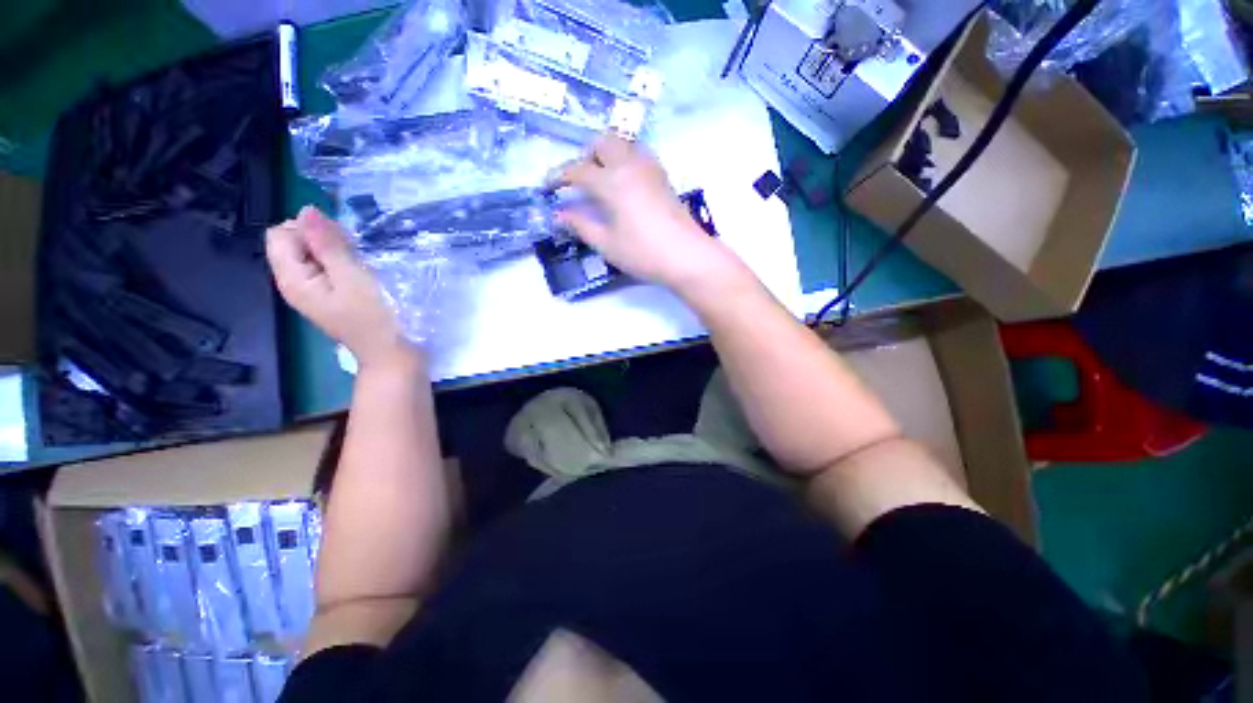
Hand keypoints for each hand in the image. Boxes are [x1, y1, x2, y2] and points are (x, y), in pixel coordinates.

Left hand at [266, 207, 417, 369]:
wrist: (392, 354)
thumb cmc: (376, 318)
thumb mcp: (353, 278)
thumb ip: (328, 245)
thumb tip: (307, 210)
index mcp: (293, 279)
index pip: (281, 234)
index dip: (308, 230)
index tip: (341, 243)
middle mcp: (295, 282)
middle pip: (294, 242)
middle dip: (322, 240)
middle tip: (354, 256)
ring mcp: (312, 290)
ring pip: (312, 254)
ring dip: (336, 251)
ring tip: (361, 266)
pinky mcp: (329, 295)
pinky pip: (326, 267)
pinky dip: (342, 263)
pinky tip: (362, 274)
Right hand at [554, 134, 745, 294]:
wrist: (687, 256)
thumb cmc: (643, 253)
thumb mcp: (607, 244)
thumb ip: (581, 225)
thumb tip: (559, 214)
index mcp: (612, 182)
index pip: (578, 170)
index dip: (559, 176)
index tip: (547, 186)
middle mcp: (630, 165)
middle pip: (603, 142)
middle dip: (585, 156)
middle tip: (578, 180)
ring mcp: (650, 169)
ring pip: (623, 143)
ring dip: (607, 153)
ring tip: (601, 180)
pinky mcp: (663, 177)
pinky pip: (639, 154)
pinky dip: (625, 159)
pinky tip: (624, 183)